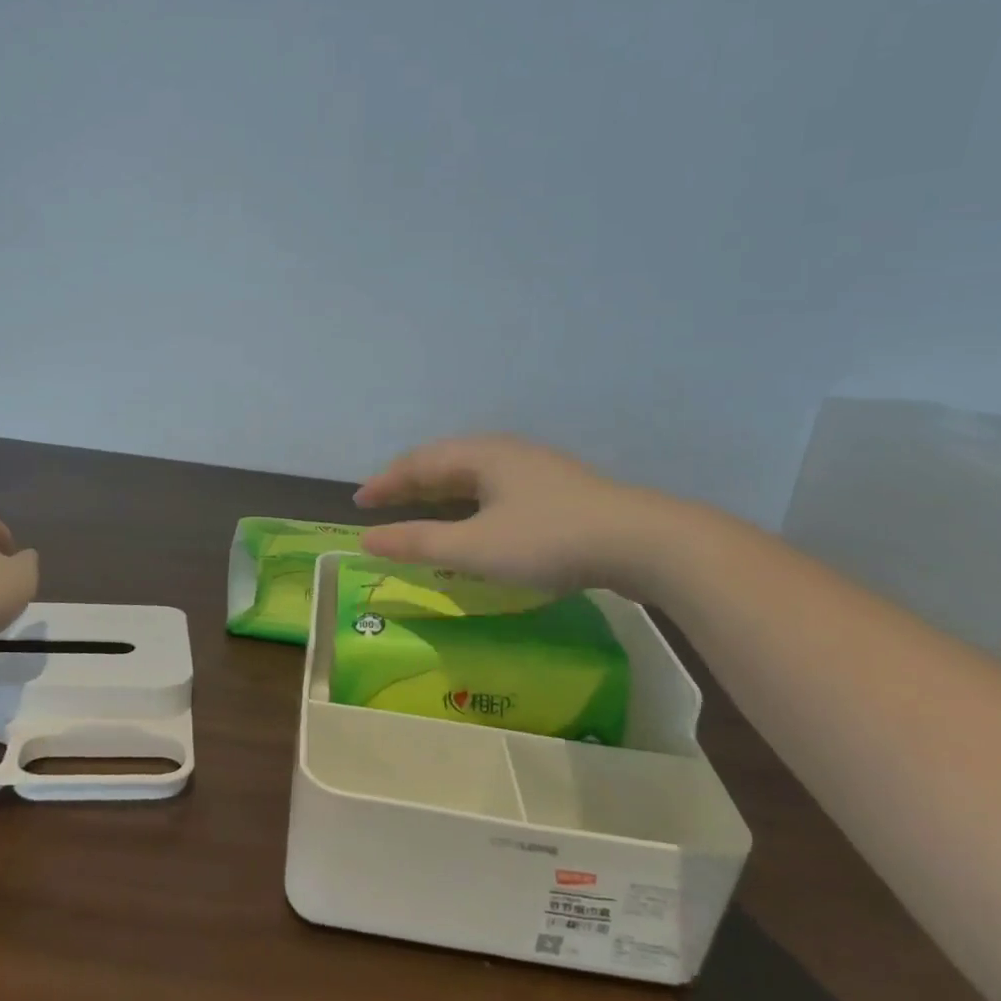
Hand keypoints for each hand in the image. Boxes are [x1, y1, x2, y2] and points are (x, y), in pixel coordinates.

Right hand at [353, 435, 685, 597]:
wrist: (641, 542)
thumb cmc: (548, 540)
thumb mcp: (475, 547)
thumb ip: (418, 542)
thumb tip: (366, 539)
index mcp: (481, 455)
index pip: (418, 463)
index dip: (385, 483)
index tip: (360, 503)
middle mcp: (505, 452)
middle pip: (445, 463)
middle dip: (410, 484)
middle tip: (383, 505)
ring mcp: (535, 470)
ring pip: (473, 476)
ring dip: (441, 494)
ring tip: (422, 511)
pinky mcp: (557, 491)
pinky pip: (495, 489)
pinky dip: (469, 504)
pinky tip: (476, 522)